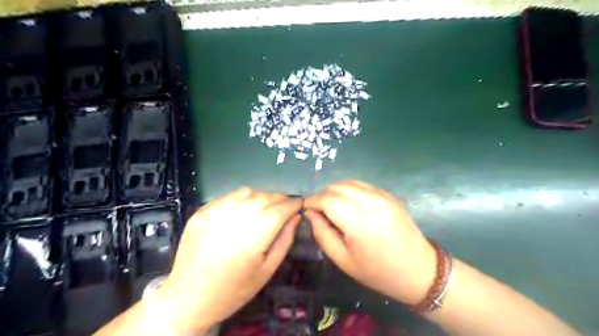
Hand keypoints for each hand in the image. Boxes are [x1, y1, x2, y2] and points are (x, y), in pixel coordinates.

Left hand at [156, 187, 302, 334]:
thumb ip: (284, 241)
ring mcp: (213, 214)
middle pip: (264, 198)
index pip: (278, 211)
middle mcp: (232, 222)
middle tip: (286, 205)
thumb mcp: (267, 271)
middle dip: (280, 198)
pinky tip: (246, 207)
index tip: (299, 204)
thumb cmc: (233, 290)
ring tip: (268, 206)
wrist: (188, 298)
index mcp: (251, 241)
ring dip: (263, 196)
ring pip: (247, 193)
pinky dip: (243, 197)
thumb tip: (296, 217)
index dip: (292, 204)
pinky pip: (229, 196)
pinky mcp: (201, 212)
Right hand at [307, 181, 438, 304]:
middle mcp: (369, 201)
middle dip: (322, 196)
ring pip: (348, 182)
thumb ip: (322, 234)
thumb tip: (310, 214)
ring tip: (331, 206)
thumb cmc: (378, 271)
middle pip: (336, 186)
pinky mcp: (388, 194)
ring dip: (335, 191)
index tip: (305, 210)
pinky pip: (362, 184)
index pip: (326, 199)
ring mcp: (381, 195)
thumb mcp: (343, 260)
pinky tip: (349, 203)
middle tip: (318, 211)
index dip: (312, 202)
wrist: (418, 270)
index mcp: (357, 220)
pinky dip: (349, 189)